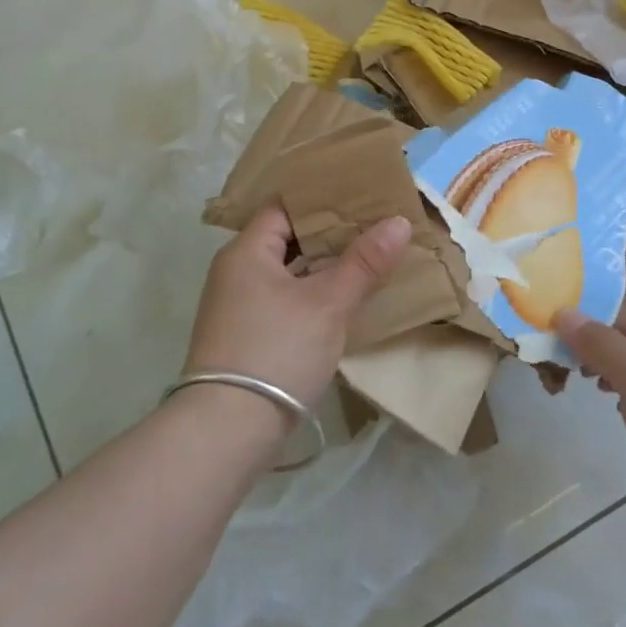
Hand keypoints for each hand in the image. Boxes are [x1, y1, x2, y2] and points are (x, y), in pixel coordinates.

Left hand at [185, 206, 411, 414]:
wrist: (227, 430)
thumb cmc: (277, 351)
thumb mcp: (328, 303)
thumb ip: (364, 262)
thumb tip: (398, 221)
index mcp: (246, 252)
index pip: (284, 207)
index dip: (322, 200)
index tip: (360, 196)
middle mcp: (234, 272)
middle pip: (286, 238)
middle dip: (329, 234)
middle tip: (373, 226)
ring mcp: (236, 307)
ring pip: (286, 272)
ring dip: (321, 266)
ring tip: (365, 258)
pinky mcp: (243, 337)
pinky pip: (281, 299)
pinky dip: (309, 293)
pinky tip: (340, 300)